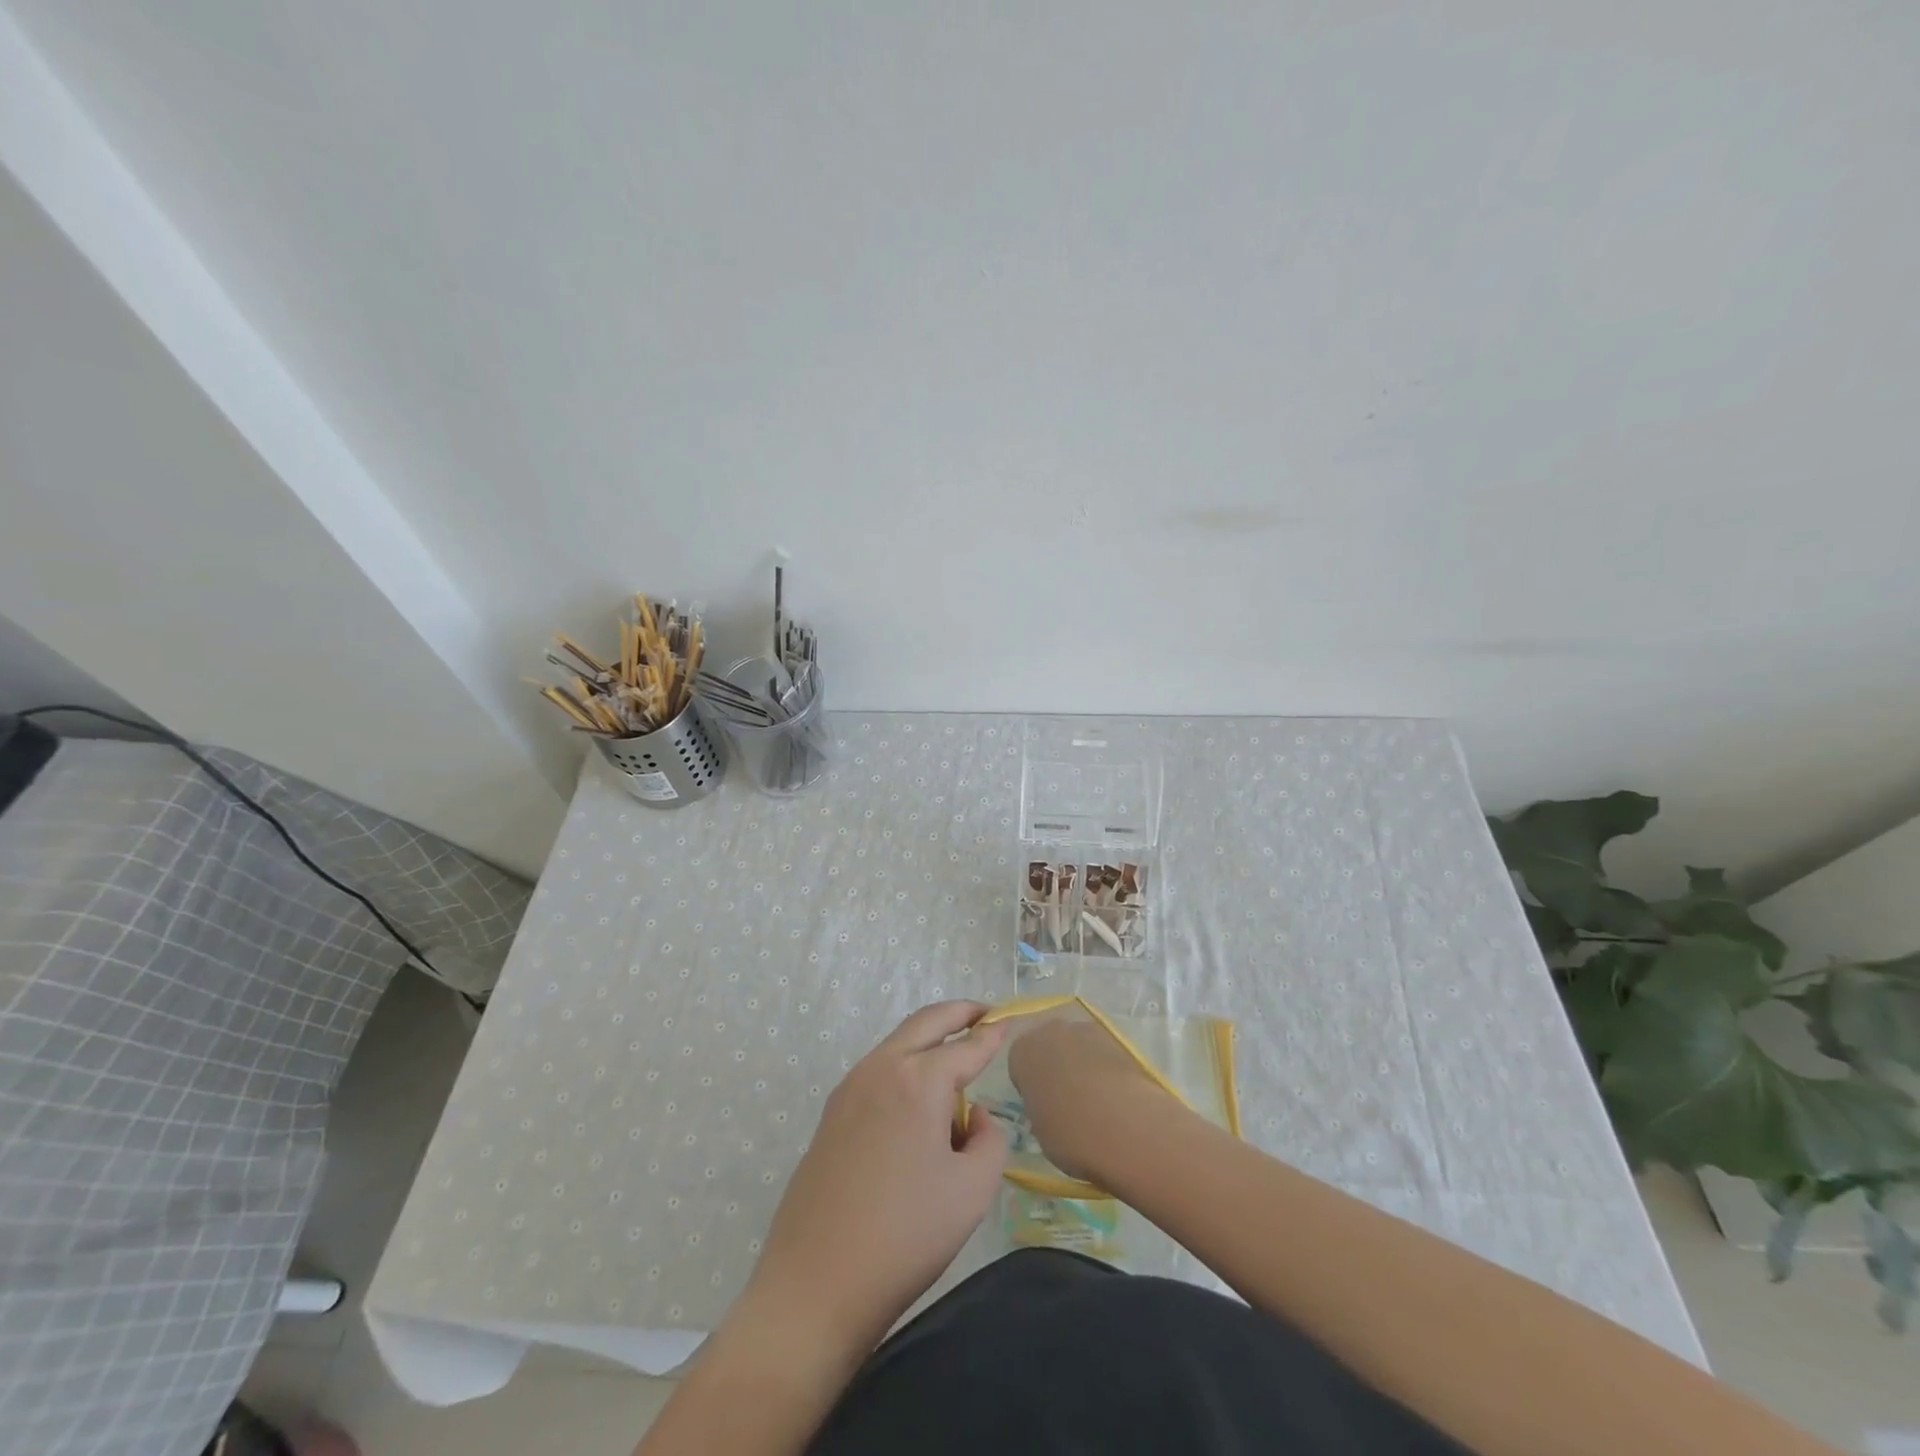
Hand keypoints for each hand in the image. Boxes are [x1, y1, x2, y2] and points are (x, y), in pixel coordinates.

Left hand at [741, 1001, 1008, 1354]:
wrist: (816, 1282)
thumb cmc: (905, 1236)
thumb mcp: (972, 1191)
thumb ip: (990, 1139)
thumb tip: (976, 1116)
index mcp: (919, 1080)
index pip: (967, 1047)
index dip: (992, 1035)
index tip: (1009, 1021)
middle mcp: (881, 1068)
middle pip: (926, 1022)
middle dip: (959, 1013)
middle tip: (984, 1014)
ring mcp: (850, 1088)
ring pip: (898, 1044)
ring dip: (929, 1040)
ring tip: (956, 1063)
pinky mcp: (832, 1113)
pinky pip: (878, 1071)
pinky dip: (905, 1065)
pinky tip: (918, 1101)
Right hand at [1008, 1017, 1177, 1183]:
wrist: (1123, 1123)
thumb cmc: (1069, 1132)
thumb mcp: (1040, 1130)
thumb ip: (1040, 1109)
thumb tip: (1052, 1108)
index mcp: (1022, 1052)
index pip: (1019, 1063)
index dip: (1030, 1085)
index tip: (1042, 1106)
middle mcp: (1050, 1031)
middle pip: (1048, 1046)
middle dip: (1055, 1067)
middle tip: (1067, 1102)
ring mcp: (1085, 1030)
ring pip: (1077, 1046)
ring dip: (1082, 1065)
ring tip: (1096, 1102)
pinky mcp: (1117, 1038)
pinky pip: (1102, 1053)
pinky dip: (1106, 1069)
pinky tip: (1115, 1097)